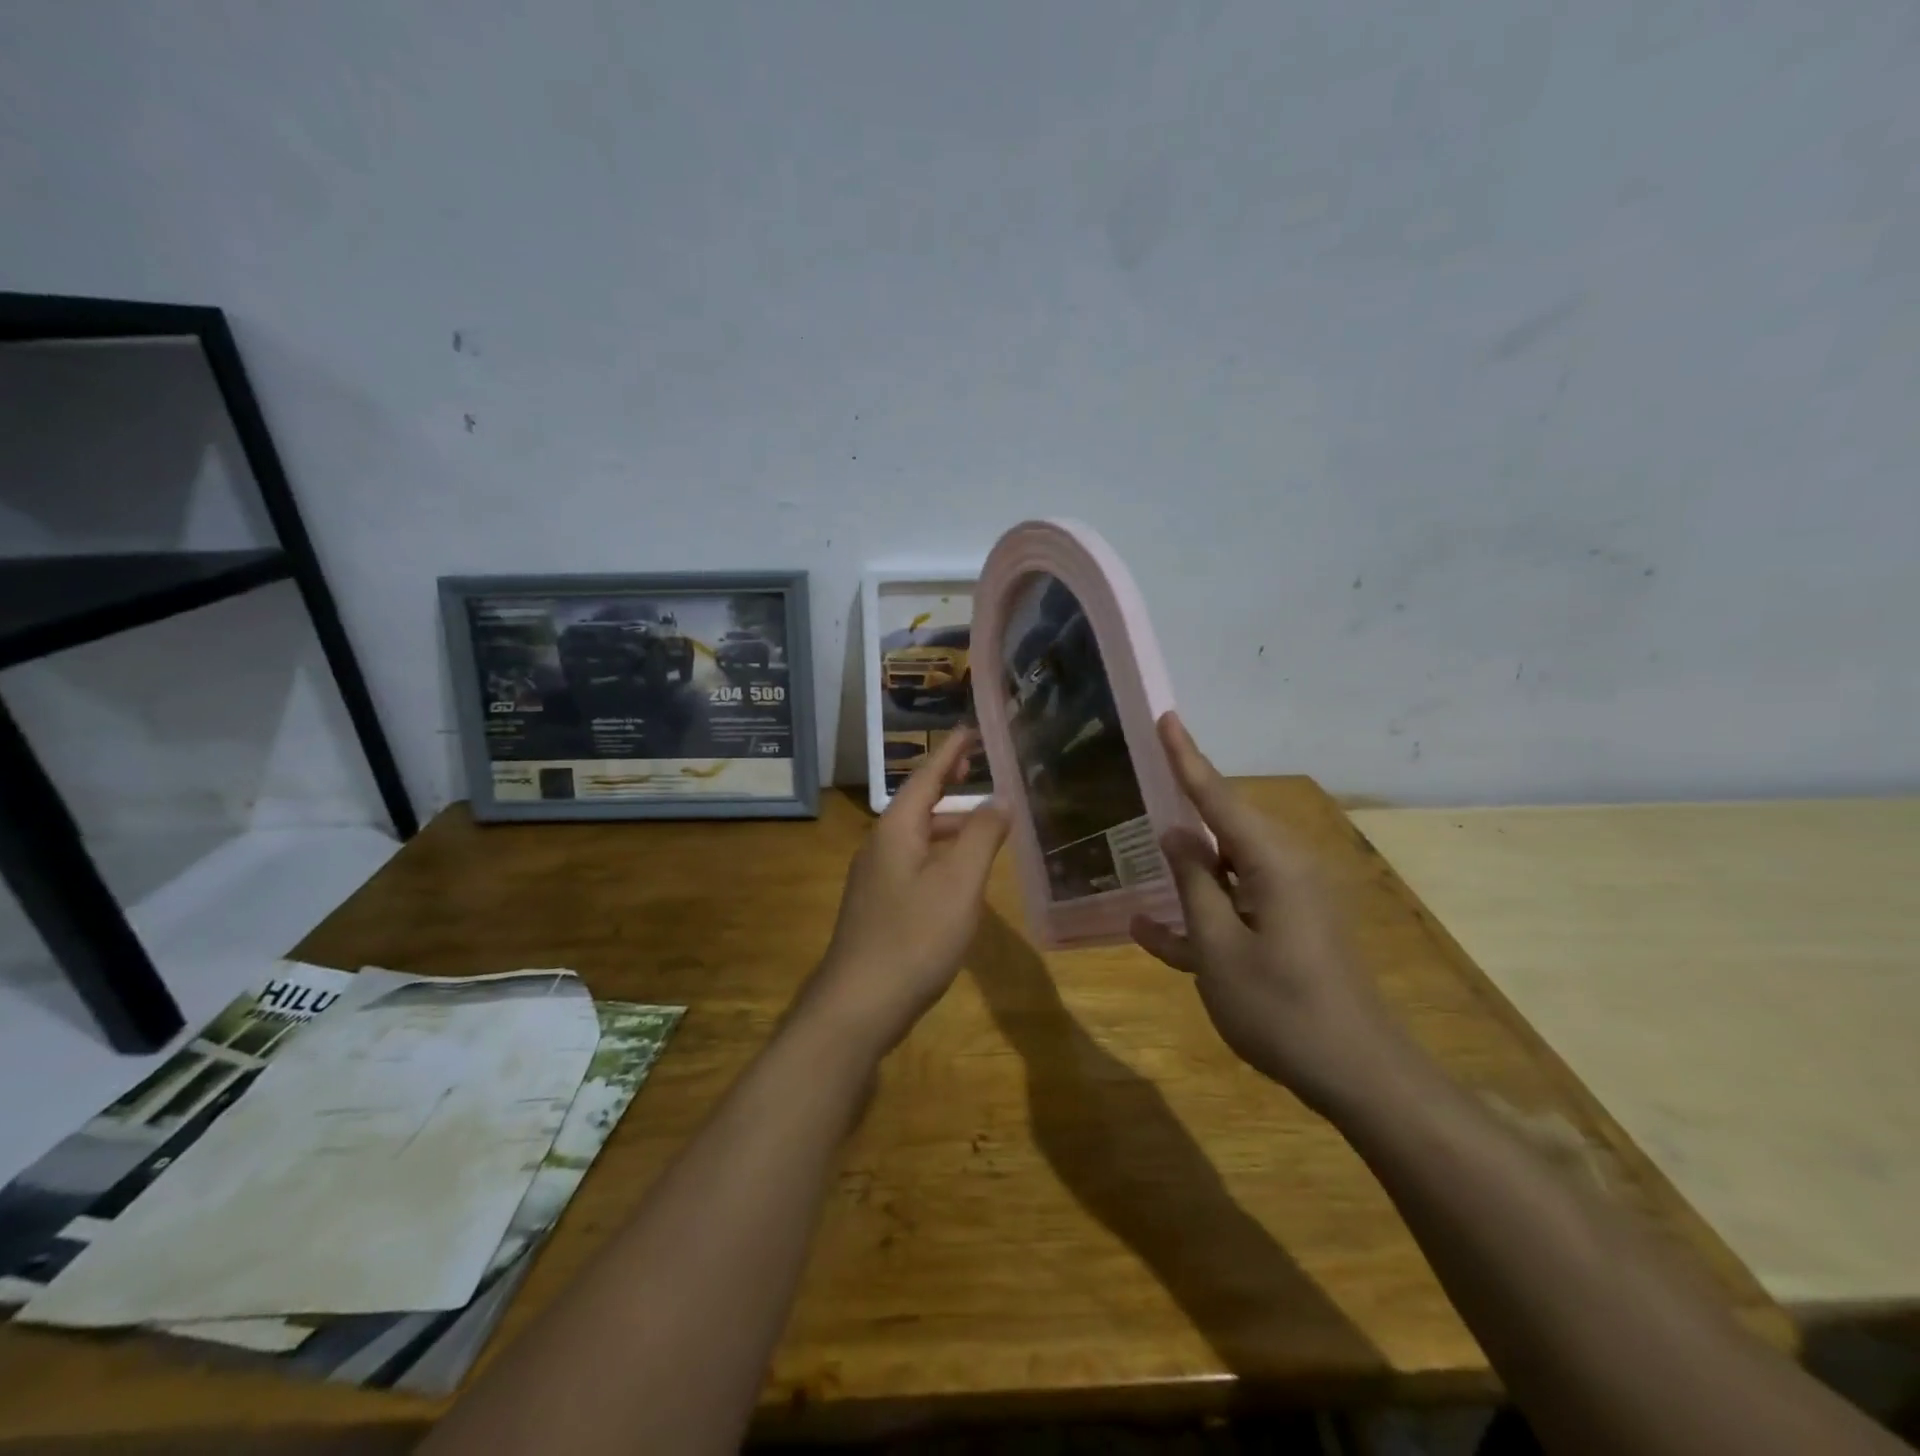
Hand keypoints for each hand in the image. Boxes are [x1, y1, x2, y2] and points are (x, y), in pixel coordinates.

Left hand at [805, 730, 1008, 1056]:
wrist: (858, 1004)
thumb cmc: (914, 936)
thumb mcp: (960, 882)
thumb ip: (982, 835)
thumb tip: (1000, 797)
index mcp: (896, 829)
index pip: (927, 776)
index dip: (952, 751)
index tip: (972, 729)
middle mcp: (879, 845)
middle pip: (920, 804)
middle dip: (952, 786)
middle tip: (984, 771)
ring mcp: (874, 878)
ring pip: (917, 837)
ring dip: (950, 825)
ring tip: (985, 824)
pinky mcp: (878, 907)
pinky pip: (914, 864)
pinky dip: (941, 855)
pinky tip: (960, 875)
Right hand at [1129, 713, 1407, 1116]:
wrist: (1360, 1076)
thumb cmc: (1281, 1009)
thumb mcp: (1219, 948)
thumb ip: (1193, 884)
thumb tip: (1176, 832)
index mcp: (1272, 863)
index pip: (1218, 797)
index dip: (1187, 757)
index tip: (1166, 717)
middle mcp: (1285, 869)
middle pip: (1224, 828)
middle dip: (1183, 815)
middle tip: (1138, 796)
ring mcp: (1290, 901)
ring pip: (1226, 870)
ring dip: (1187, 876)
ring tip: (1140, 868)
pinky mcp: (1290, 928)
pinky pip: (1237, 906)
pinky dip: (1202, 913)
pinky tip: (1153, 931)